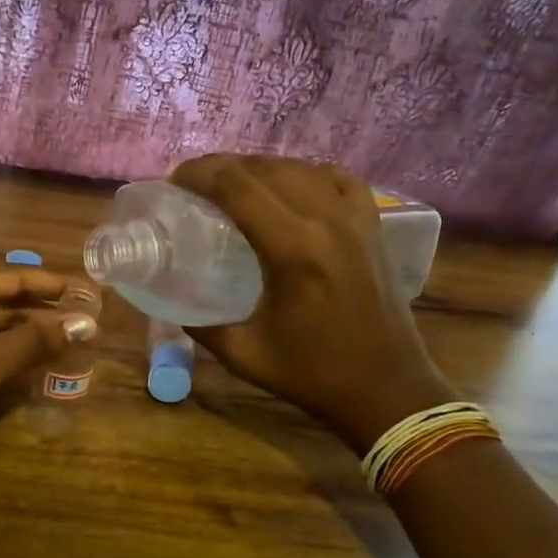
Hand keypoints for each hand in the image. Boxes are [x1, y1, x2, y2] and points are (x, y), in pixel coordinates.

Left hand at [0, 258, 90, 469]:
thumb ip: (33, 342)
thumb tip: (83, 325)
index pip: (7, 276)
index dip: (50, 285)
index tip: (88, 292)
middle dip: (39, 314)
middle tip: (85, 322)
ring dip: (22, 338)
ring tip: (68, 345)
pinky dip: (0, 356)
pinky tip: (32, 367)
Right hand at [169, 155, 452, 454]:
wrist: (387, 390)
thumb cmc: (313, 375)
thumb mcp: (244, 354)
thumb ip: (201, 325)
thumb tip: (170, 300)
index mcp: (293, 250)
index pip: (237, 187)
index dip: (200, 175)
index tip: (174, 181)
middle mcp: (327, 221)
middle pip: (265, 169)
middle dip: (222, 167)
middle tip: (194, 183)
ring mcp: (356, 220)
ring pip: (300, 168)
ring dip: (260, 168)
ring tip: (233, 183)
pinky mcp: (373, 227)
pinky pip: (336, 179)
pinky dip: (305, 174)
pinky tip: (290, 186)